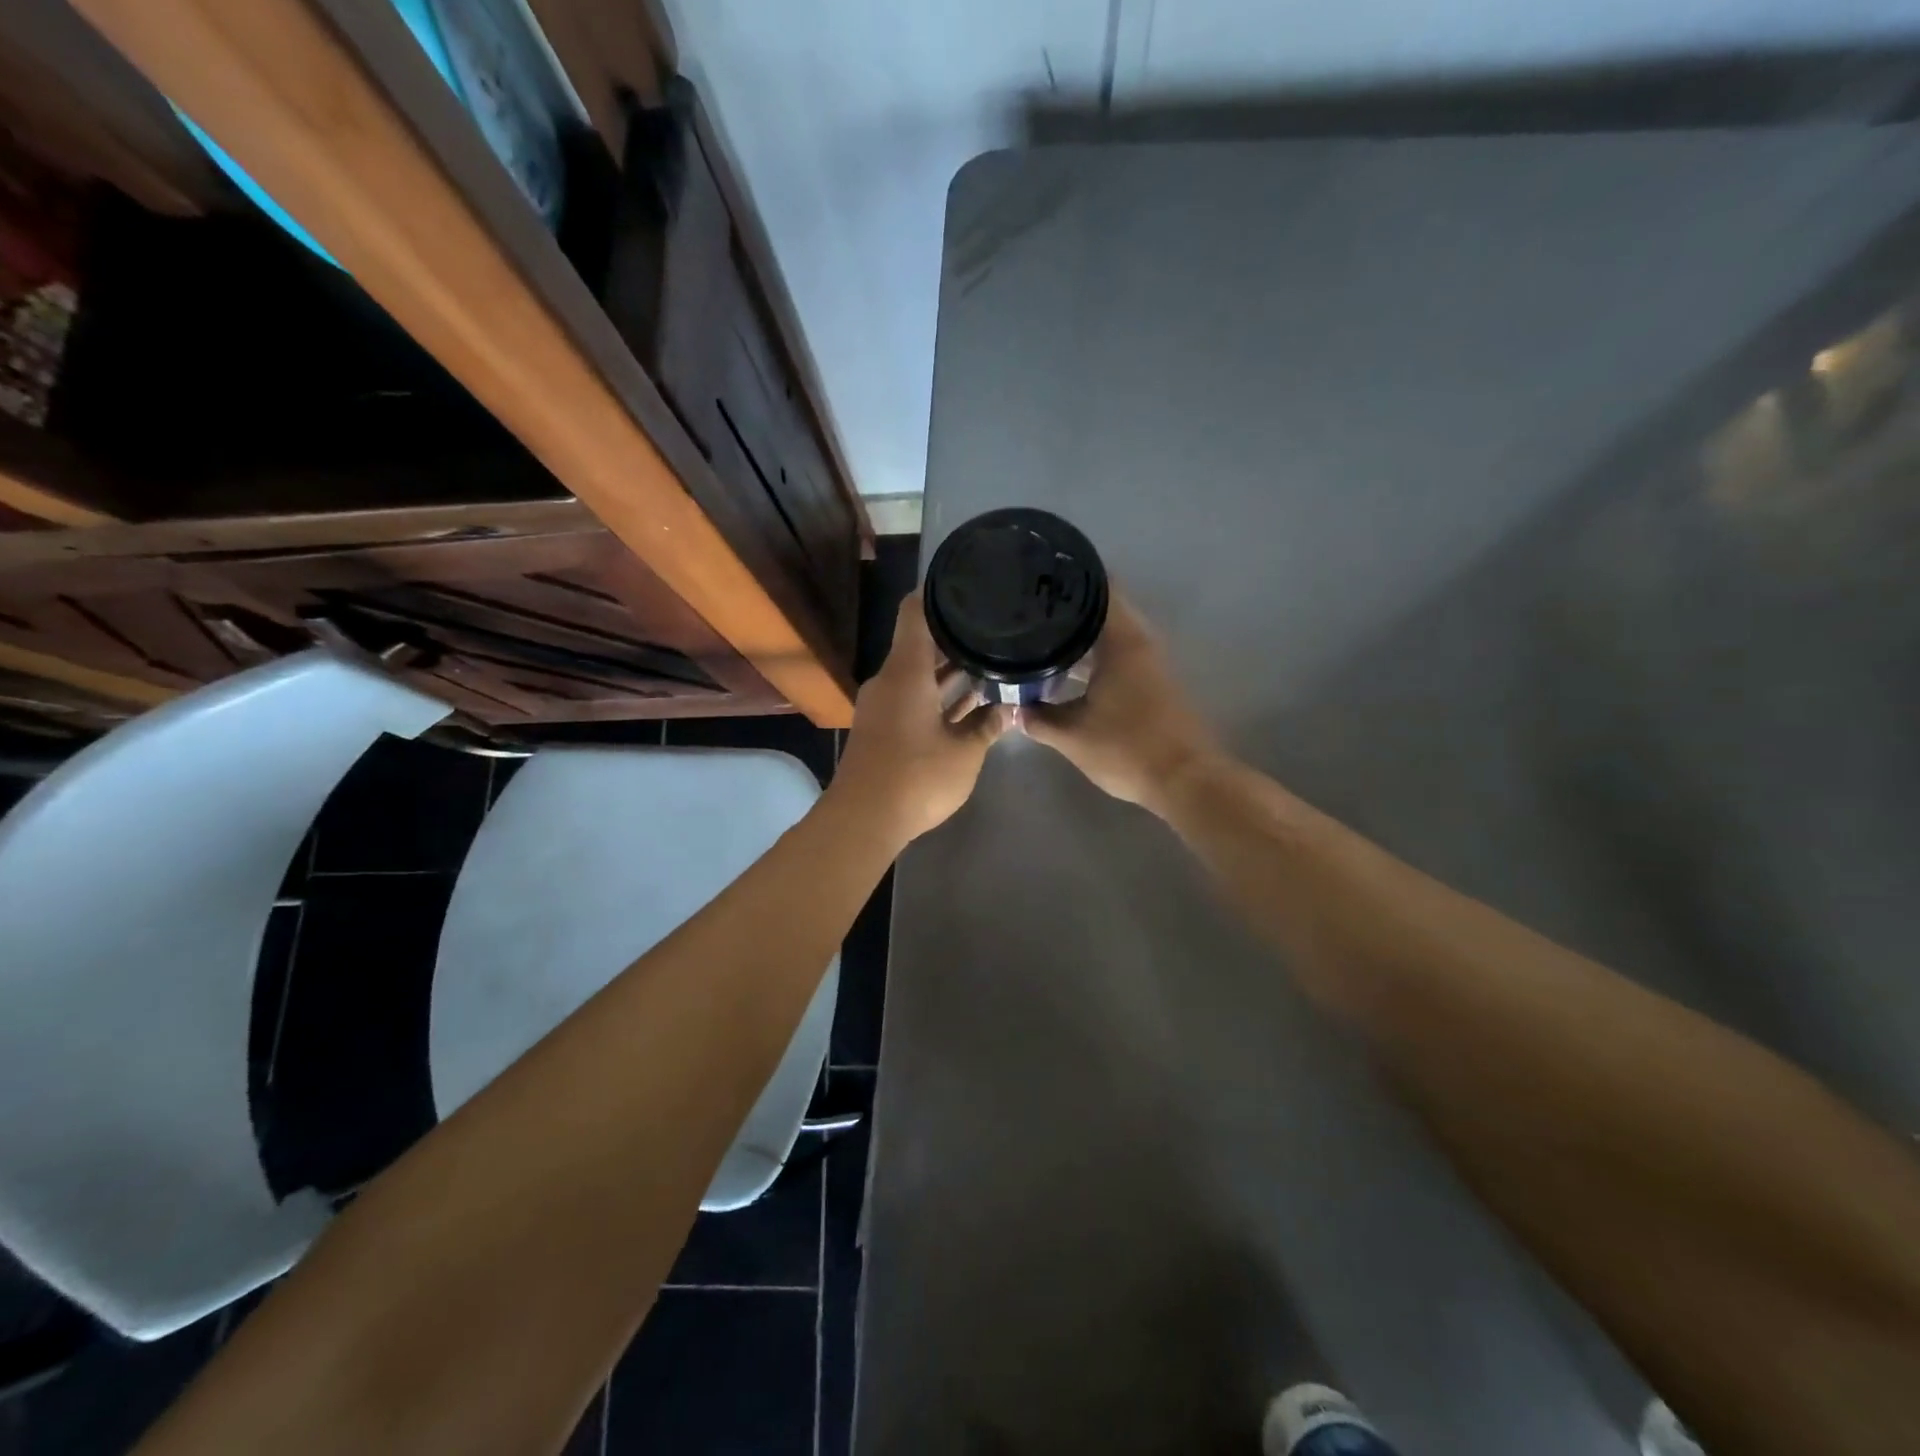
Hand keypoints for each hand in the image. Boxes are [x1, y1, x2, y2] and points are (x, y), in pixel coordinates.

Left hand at [833, 593, 1012, 846]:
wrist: (864, 820)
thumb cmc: (917, 777)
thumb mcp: (965, 753)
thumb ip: (988, 726)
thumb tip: (1009, 708)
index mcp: (906, 671)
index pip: (915, 612)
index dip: (937, 592)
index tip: (965, 582)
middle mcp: (890, 681)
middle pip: (921, 644)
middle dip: (956, 638)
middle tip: (994, 628)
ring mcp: (884, 706)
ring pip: (920, 676)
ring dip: (950, 673)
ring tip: (991, 661)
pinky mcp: (883, 729)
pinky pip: (913, 699)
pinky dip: (938, 697)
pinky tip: (970, 702)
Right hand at [1018, 591, 1217, 817]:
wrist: (1185, 780)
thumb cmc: (1127, 749)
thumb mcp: (1072, 736)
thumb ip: (1038, 719)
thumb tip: (1013, 707)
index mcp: (1122, 641)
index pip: (1099, 588)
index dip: (1071, 576)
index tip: (1040, 571)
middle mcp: (1140, 642)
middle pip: (1104, 608)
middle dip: (1070, 605)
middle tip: (1031, 605)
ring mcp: (1151, 662)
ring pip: (1112, 633)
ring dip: (1082, 631)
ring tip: (1042, 632)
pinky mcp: (1154, 682)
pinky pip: (1119, 652)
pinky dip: (1095, 653)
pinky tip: (1069, 667)